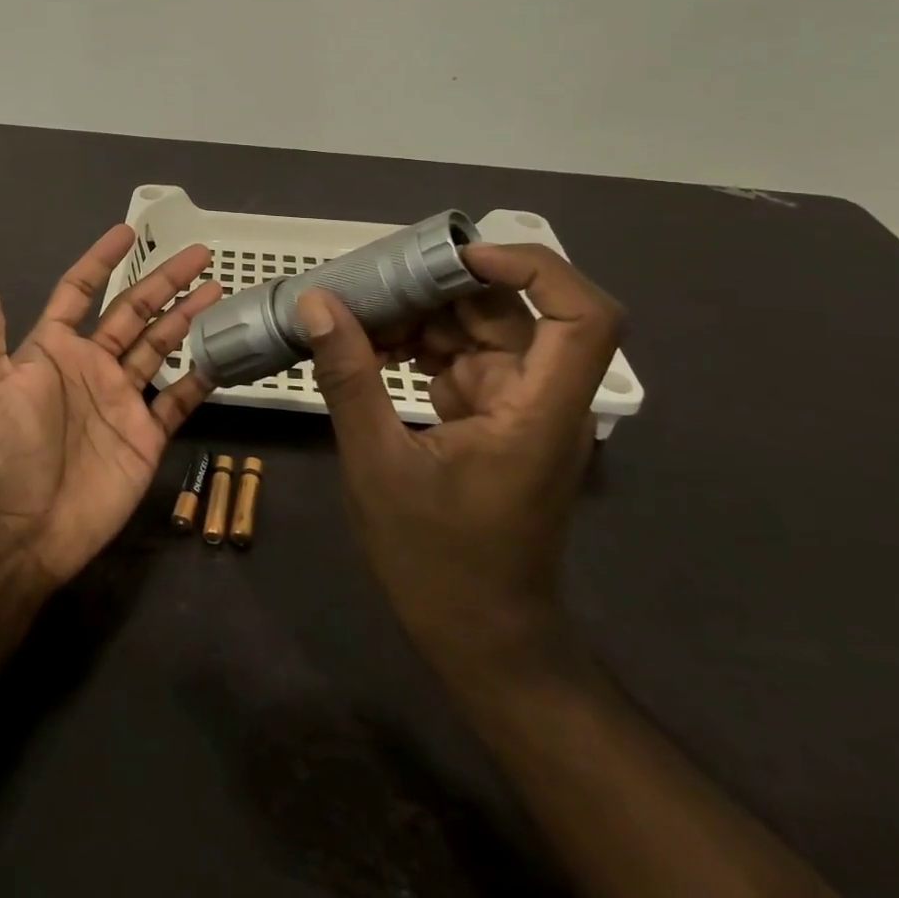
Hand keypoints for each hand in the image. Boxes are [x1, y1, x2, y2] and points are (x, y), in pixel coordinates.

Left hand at [0, 225, 222, 586]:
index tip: (127, 232)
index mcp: (51, 348)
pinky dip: (201, 377)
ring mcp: (121, 399)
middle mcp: (90, 365)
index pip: (80, 290)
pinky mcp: (145, 434)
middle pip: (133, 310)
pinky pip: (179, 398)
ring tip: (217, 288)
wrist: (20, 530)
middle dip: (164, 280)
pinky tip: (223, 353)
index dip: (102, 260)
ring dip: (187, 316)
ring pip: (161, 345)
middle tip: (199, 253)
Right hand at [298, 243, 623, 671]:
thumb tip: (318, 303)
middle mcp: (540, 398)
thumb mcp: (377, 465)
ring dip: (421, 315)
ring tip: (355, 311)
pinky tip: (367, 348)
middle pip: (512, 311)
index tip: (460, 257)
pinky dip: (417, 347)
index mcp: (538, 410)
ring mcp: (517, 407)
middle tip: (370, 279)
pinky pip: (459, 359)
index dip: (533, 268)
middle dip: (442, 287)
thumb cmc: (437, 563)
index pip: (581, 316)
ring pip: (479, 330)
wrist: (481, 641)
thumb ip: (349, 378)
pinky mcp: (493, 418)